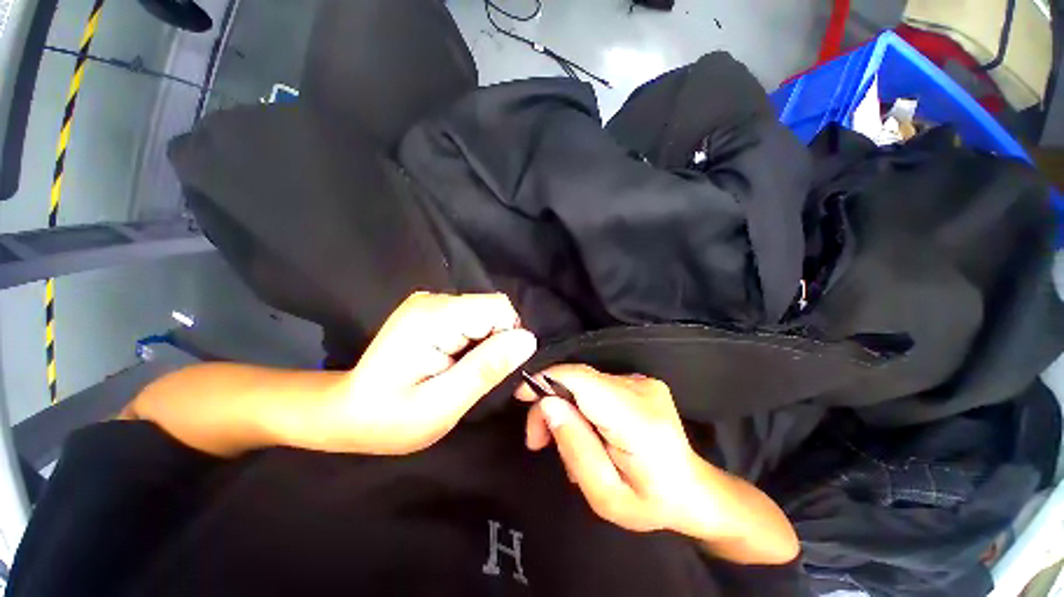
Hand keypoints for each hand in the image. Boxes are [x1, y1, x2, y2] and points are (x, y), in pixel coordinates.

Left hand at [309, 292, 536, 454]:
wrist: (345, 412)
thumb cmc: (389, 418)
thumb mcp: (442, 405)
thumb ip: (486, 369)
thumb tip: (528, 340)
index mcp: (434, 317)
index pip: (498, 309)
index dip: (506, 339)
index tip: (491, 370)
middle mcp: (433, 299)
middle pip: (492, 309)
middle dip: (495, 342)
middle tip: (473, 376)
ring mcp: (430, 302)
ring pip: (484, 314)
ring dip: (485, 343)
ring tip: (462, 370)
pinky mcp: (431, 310)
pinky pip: (471, 319)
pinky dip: (474, 340)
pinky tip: (455, 360)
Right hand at [516, 365, 723, 536]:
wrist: (693, 490)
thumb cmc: (650, 503)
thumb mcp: (606, 497)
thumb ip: (575, 448)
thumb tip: (548, 404)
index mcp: (638, 421)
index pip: (583, 380)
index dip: (547, 379)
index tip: (521, 395)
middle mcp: (642, 391)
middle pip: (579, 378)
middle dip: (550, 402)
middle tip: (538, 439)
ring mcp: (643, 382)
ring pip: (585, 381)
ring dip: (565, 404)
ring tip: (562, 440)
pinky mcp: (640, 381)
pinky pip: (597, 385)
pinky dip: (581, 402)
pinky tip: (585, 428)